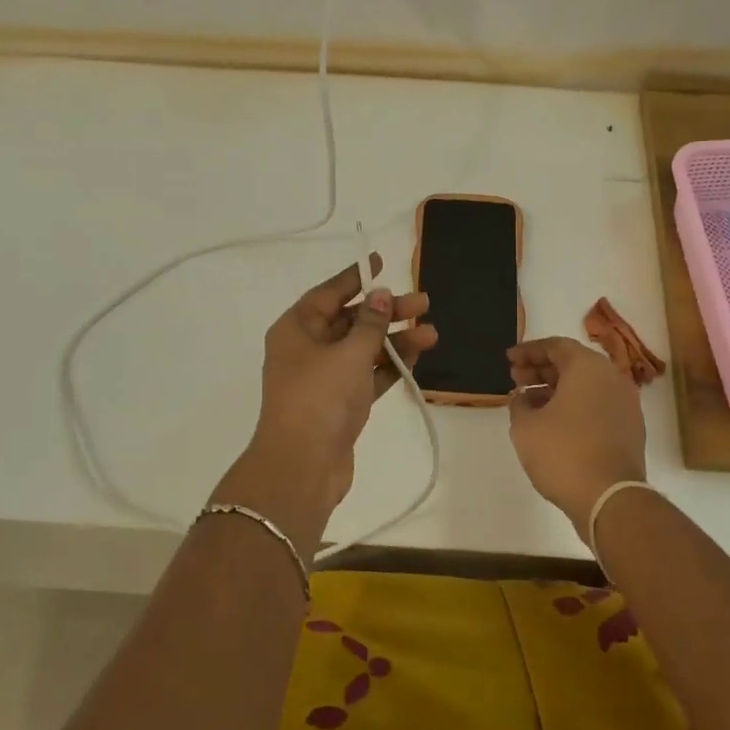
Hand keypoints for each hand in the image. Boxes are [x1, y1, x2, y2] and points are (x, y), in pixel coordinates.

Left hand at [215, 255, 435, 550]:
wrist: (302, 467)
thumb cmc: (320, 398)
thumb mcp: (348, 353)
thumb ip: (370, 323)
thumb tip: (380, 294)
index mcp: (296, 329)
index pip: (328, 293)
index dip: (355, 277)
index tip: (379, 262)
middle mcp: (308, 348)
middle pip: (351, 320)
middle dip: (387, 312)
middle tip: (424, 303)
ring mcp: (324, 378)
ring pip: (364, 349)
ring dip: (395, 340)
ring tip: (432, 333)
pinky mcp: (341, 403)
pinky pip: (368, 375)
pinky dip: (390, 365)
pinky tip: (417, 355)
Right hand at [507, 337, 646, 535]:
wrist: (610, 497)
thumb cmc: (563, 453)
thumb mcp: (525, 426)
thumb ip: (519, 403)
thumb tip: (523, 398)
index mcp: (588, 367)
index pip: (555, 346)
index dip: (528, 351)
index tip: (509, 359)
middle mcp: (612, 378)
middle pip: (572, 363)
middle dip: (541, 369)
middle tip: (516, 380)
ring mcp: (625, 404)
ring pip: (586, 386)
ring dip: (556, 389)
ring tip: (529, 404)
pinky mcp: (630, 428)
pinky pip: (597, 405)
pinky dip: (574, 406)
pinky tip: (552, 424)